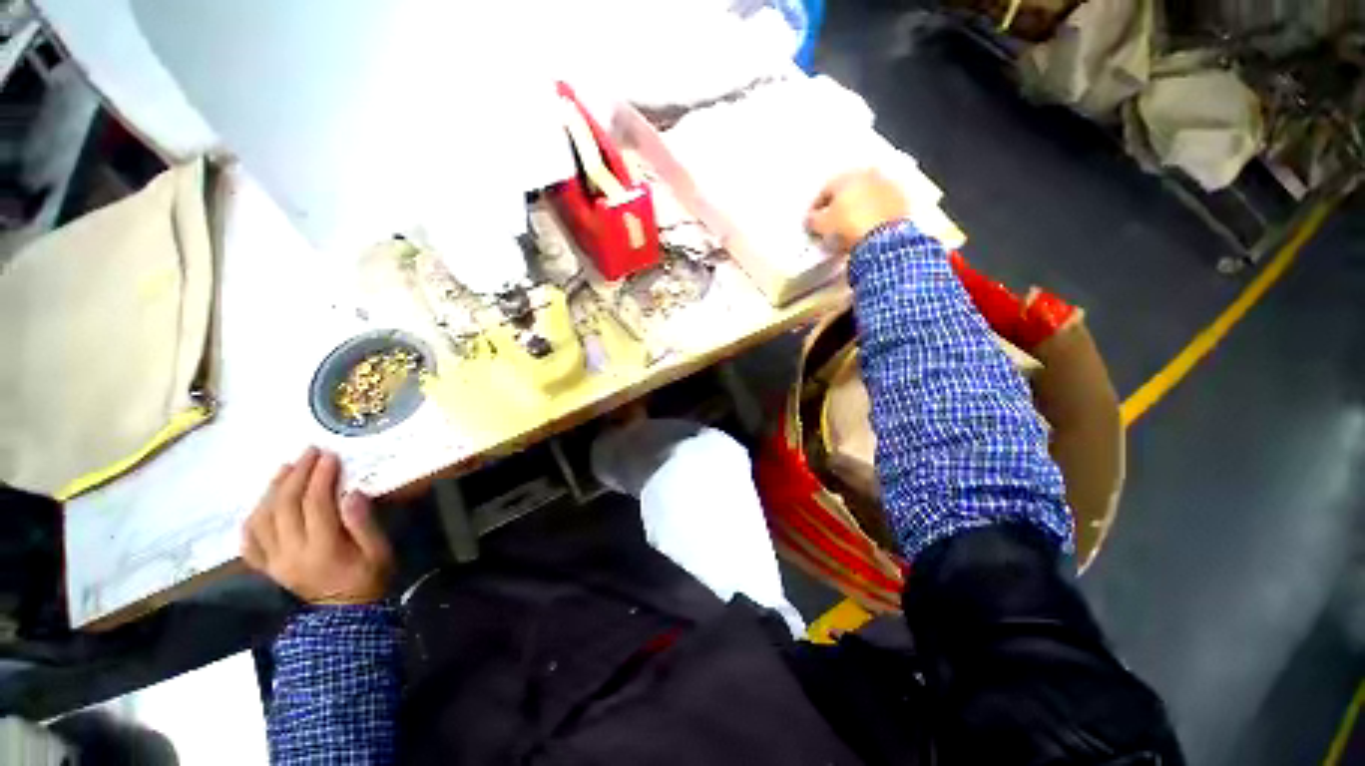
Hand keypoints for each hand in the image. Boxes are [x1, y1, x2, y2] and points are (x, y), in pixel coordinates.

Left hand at [242, 447, 392, 604]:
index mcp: (322, 550)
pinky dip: (252, 518)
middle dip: (297, 475)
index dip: (321, 477)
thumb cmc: (369, 579)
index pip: (314, 505)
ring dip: (272, 489)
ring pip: (262, 519)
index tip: (331, 456)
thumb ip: (364, 523)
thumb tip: (352, 493)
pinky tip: (263, 503)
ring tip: (286, 468)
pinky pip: (249, 541)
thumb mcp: (379, 552)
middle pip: (284, 506)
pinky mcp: (267, 567)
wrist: (345, 615)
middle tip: (310, 453)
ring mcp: (274, 562)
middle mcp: (291, 554)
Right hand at [805, 169, 909, 253]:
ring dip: (857, 208)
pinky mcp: (900, 199)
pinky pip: (881, 206)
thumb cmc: (846, 226)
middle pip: (847, 191)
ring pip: (865, 196)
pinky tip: (867, 227)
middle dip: (838, 205)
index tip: (812, 222)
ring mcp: (886, 185)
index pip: (824, 191)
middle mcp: (867, 174)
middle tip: (831, 223)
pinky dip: (873, 214)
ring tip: (850, 226)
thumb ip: (812, 219)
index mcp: (845, 176)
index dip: (816, 208)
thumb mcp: (821, 226)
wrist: (884, 237)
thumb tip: (811, 218)